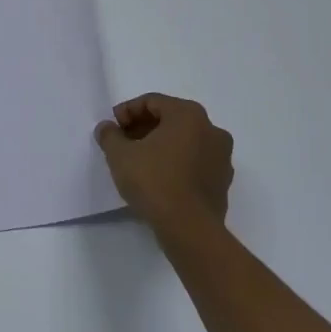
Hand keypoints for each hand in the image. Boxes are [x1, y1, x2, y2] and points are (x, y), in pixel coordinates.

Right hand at [95, 94, 233, 240]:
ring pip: (185, 141)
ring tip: (138, 162)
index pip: (152, 102)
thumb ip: (110, 135)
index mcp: (188, 115)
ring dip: (160, 146)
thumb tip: (107, 128)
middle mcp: (211, 130)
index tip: (112, 128)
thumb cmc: (154, 181)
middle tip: (123, 143)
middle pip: (171, 119)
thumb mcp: (119, 155)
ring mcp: (222, 157)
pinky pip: (195, 162)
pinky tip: (158, 179)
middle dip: (144, 128)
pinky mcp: (223, 182)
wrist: (189, 229)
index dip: (127, 111)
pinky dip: (176, 163)